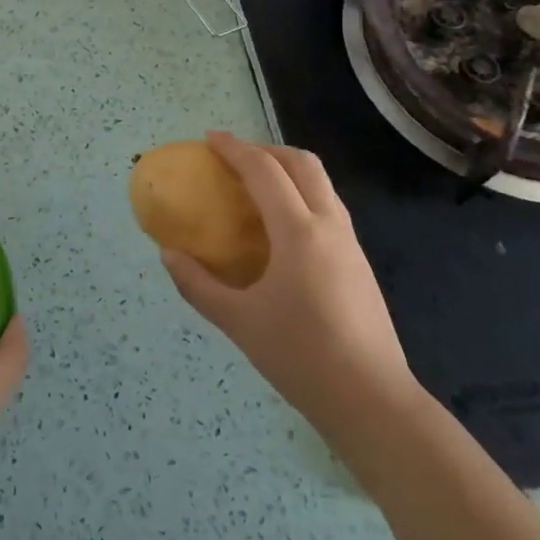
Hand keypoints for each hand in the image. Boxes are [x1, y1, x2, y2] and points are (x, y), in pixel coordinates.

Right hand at [161, 131, 419, 430]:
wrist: (372, 400)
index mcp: (299, 233)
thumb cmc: (300, 357)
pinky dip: (300, 196)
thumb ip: (197, 284)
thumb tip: (168, 254)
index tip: (209, 138)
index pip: (264, 172)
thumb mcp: (238, 321)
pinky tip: (279, 228)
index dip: (235, 149)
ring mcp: (350, 243)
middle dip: (266, 150)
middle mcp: (329, 225)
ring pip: (321, 184)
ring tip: (254, 186)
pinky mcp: (358, 262)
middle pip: (302, 164)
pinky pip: (327, 208)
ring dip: (287, 170)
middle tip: (234, 158)